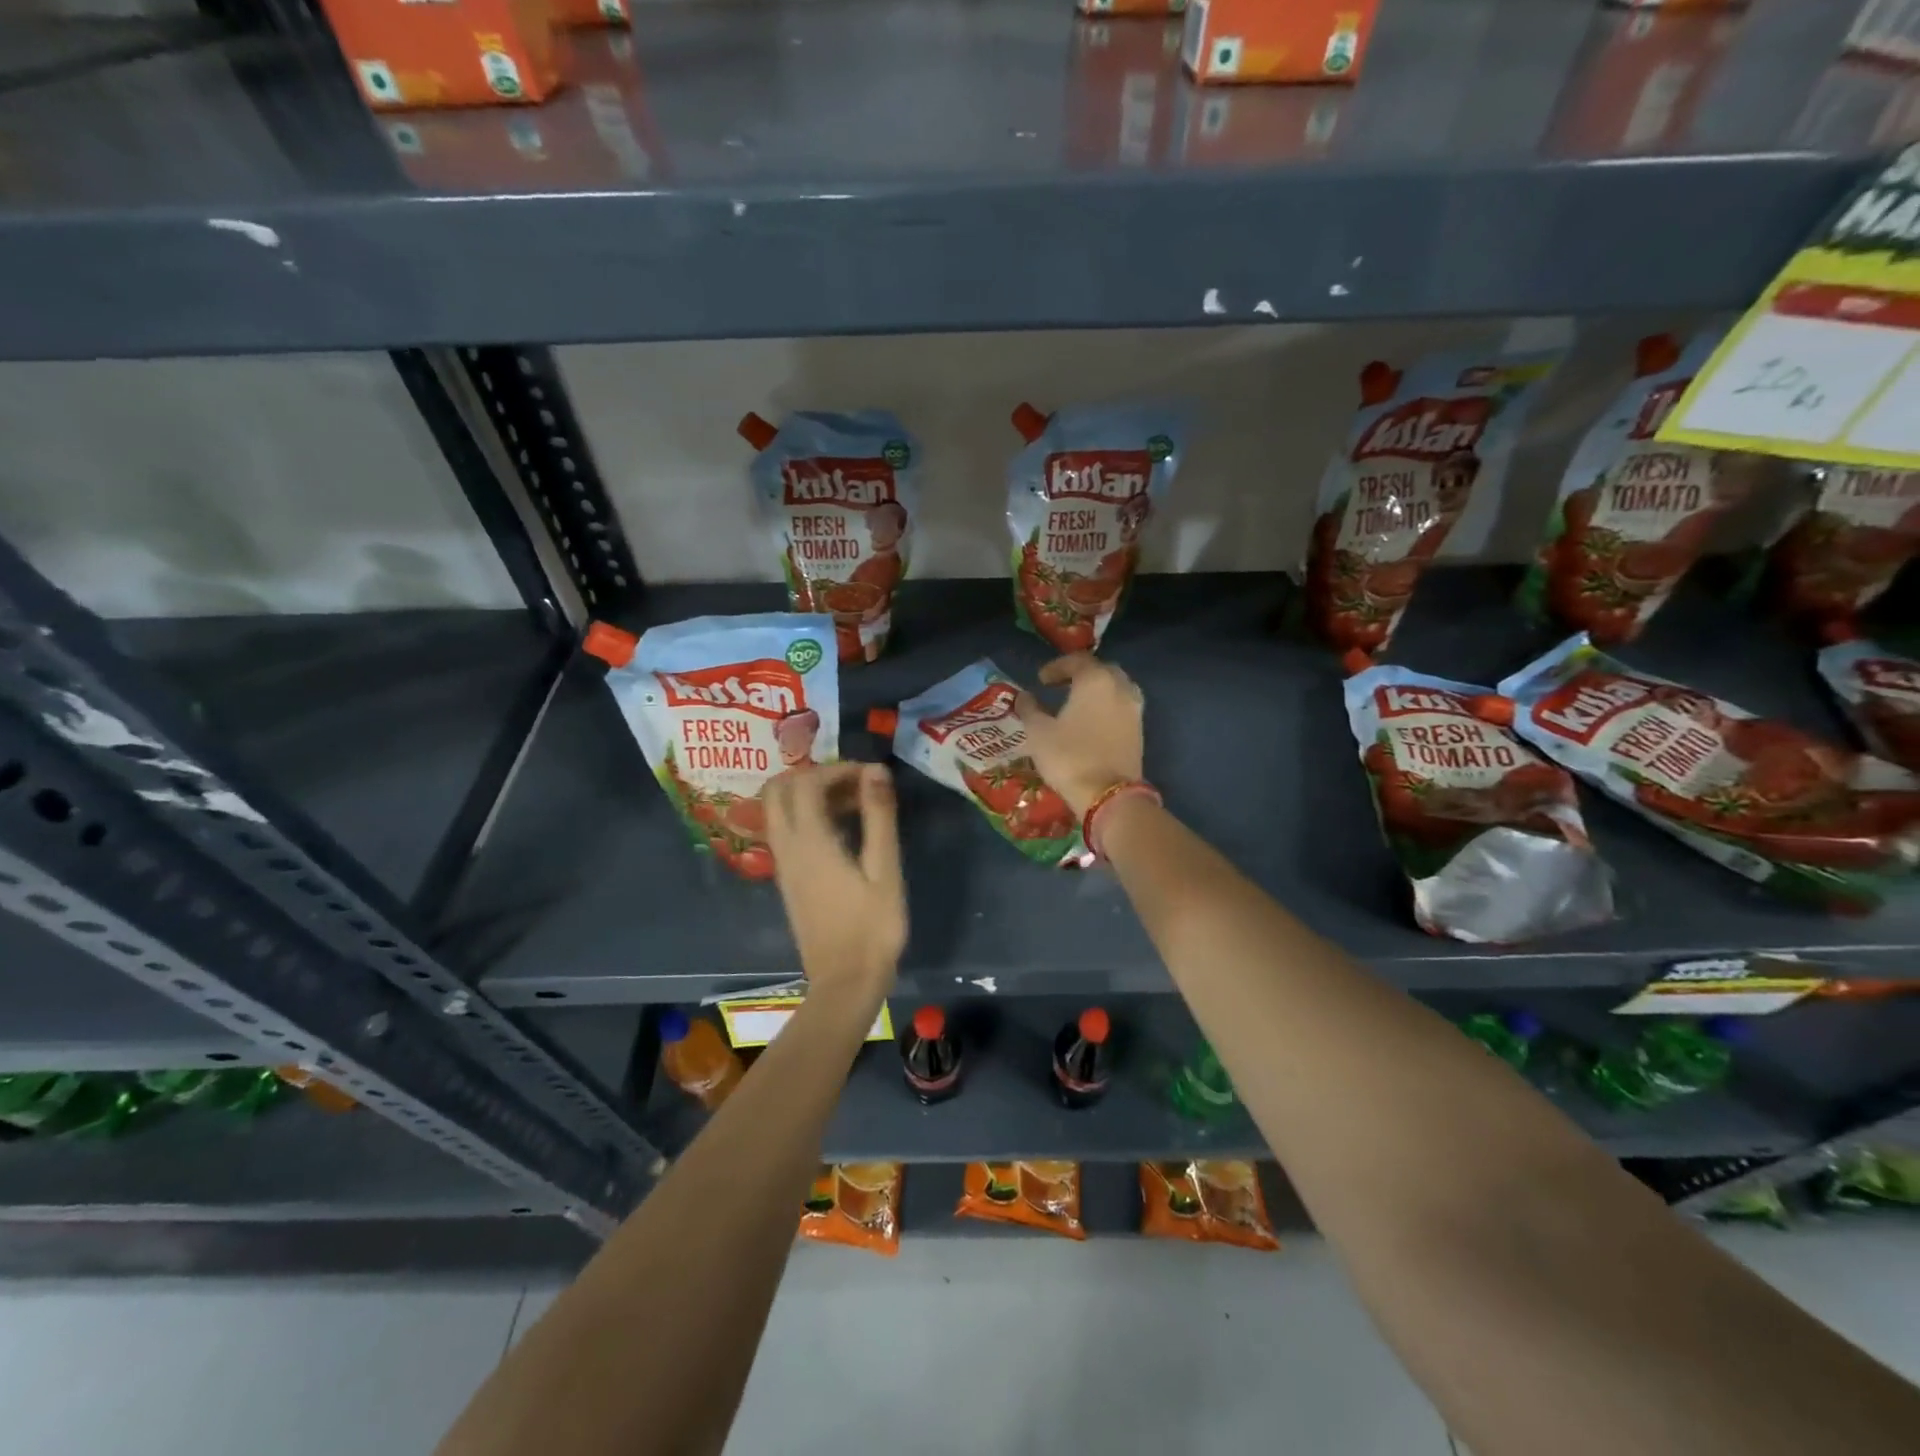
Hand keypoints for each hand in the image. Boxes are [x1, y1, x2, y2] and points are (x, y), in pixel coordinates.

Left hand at [764, 763, 906, 998]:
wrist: (845, 983)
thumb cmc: (873, 927)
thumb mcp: (885, 869)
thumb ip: (879, 816)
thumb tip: (876, 770)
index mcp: (810, 842)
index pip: (807, 782)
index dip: (838, 769)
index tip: (872, 776)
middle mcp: (787, 847)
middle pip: (778, 789)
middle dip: (814, 776)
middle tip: (854, 785)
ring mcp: (783, 865)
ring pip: (778, 809)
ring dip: (810, 795)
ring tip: (854, 805)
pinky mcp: (788, 880)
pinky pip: (785, 830)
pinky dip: (806, 815)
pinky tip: (842, 830)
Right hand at [1016, 654, 1145, 815]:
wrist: (1108, 795)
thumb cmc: (1069, 757)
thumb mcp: (1038, 732)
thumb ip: (1029, 709)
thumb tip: (1024, 697)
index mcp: (1096, 680)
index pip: (1077, 661)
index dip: (1057, 667)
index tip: (1041, 679)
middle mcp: (1120, 687)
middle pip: (1101, 670)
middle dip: (1080, 674)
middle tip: (1060, 685)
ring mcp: (1134, 709)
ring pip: (1116, 687)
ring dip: (1096, 690)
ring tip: (1077, 703)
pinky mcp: (1139, 730)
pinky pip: (1122, 707)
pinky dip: (1106, 706)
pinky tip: (1091, 721)